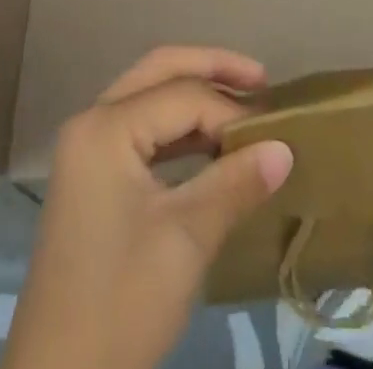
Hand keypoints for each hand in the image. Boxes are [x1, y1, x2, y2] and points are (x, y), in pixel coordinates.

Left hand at [2, 46, 295, 368]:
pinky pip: (140, 128)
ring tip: (243, 107)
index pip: (182, 95)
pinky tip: (210, 144)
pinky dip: (177, 128)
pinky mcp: (92, 175)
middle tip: (261, 80)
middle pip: (159, 71)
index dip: (231, 112)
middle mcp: (92, 121)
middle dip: (211, 68)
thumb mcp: (185, 241)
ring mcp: (88, 148)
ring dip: (194, 96)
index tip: (275, 135)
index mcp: (106, 126)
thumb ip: (234, 183)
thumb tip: (284, 147)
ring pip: (148, 96)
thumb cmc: (121, 302)